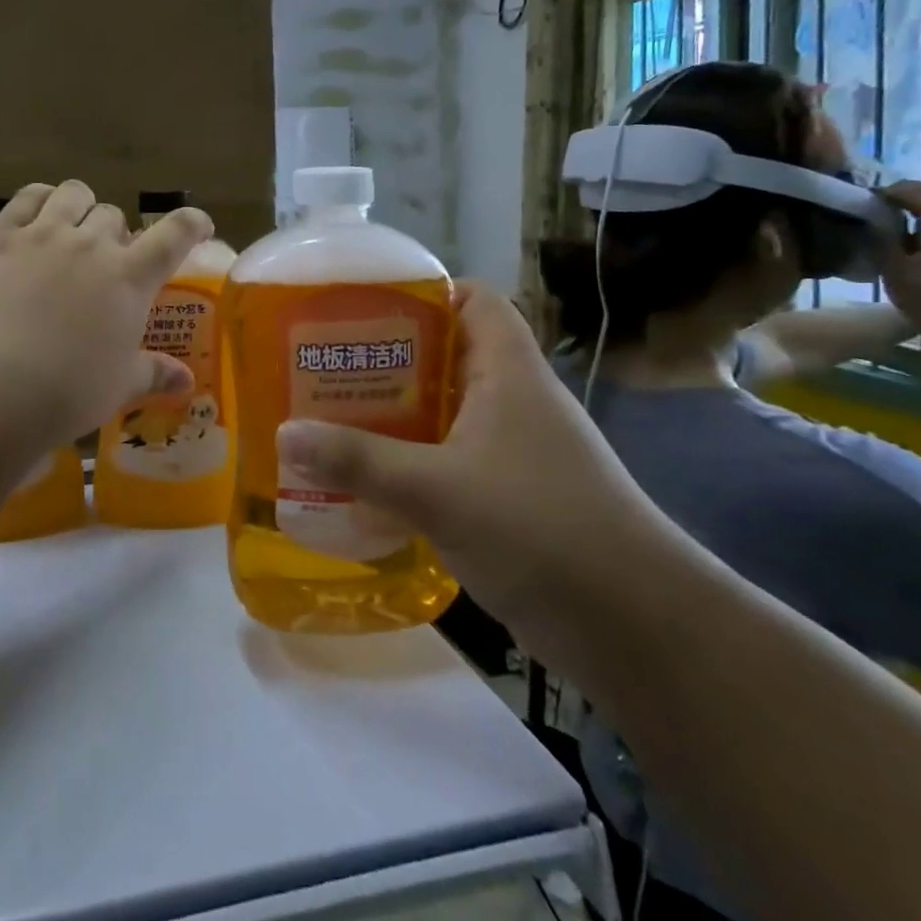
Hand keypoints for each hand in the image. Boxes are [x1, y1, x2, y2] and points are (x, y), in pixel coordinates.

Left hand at [0, 180, 212, 438]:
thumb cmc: (69, 391)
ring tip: (74, 228)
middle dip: (117, 234)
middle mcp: (93, 244)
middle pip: (115, 214)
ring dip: (81, 207)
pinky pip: (27, 198)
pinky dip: (39, 198)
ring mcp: (46, 235)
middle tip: (108, 261)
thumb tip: (187, 382)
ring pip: (74, 194)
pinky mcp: (5, 238)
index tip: (199, 226)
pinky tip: (38, 215)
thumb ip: (155, 374)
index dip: (192, 223)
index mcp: (130, 276)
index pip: (175, 233)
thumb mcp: (120, 385)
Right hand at [273, 283, 683, 670]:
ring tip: (329, 414)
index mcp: (508, 370)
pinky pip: (447, 461)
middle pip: (445, 354)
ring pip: (443, 412)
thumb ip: (359, 461)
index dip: (423, 292)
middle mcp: (512, 400)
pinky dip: (409, 462)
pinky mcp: (508, 498)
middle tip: (324, 360)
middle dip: (386, 357)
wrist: (637, 629)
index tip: (362, 302)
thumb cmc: (540, 527)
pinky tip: (365, 479)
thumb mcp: (438, 489)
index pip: (472, 299)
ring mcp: (513, 451)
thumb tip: (283, 434)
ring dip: (393, 414)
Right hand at [878, 181, 920, 333]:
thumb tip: (872, 219)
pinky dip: (916, 207)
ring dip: (915, 196)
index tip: (874, 195)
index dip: (902, 193)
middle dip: (912, 188)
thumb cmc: (919, 297)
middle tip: (881, 193)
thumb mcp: (894, 270)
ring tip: (886, 200)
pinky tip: (894, 215)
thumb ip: (885, 241)